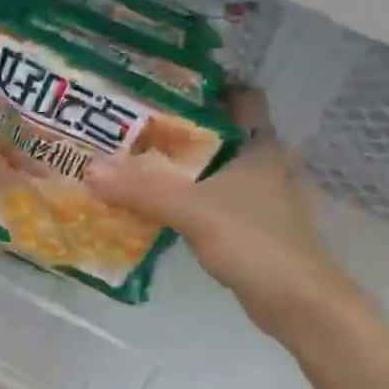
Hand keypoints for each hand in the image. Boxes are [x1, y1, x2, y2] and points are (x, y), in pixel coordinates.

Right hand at [84, 89, 361, 338]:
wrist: (298, 303)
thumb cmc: (256, 242)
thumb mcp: (194, 211)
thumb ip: (143, 190)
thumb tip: (90, 170)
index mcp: (259, 145)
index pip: (240, 96)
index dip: (208, 86)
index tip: (165, 85)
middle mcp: (260, 165)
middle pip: (217, 133)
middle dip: (178, 128)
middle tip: (131, 124)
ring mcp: (255, 198)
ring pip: (210, 170)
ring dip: (177, 167)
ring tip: (131, 160)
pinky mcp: (246, 228)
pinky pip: (207, 202)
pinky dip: (182, 200)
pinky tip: (150, 205)